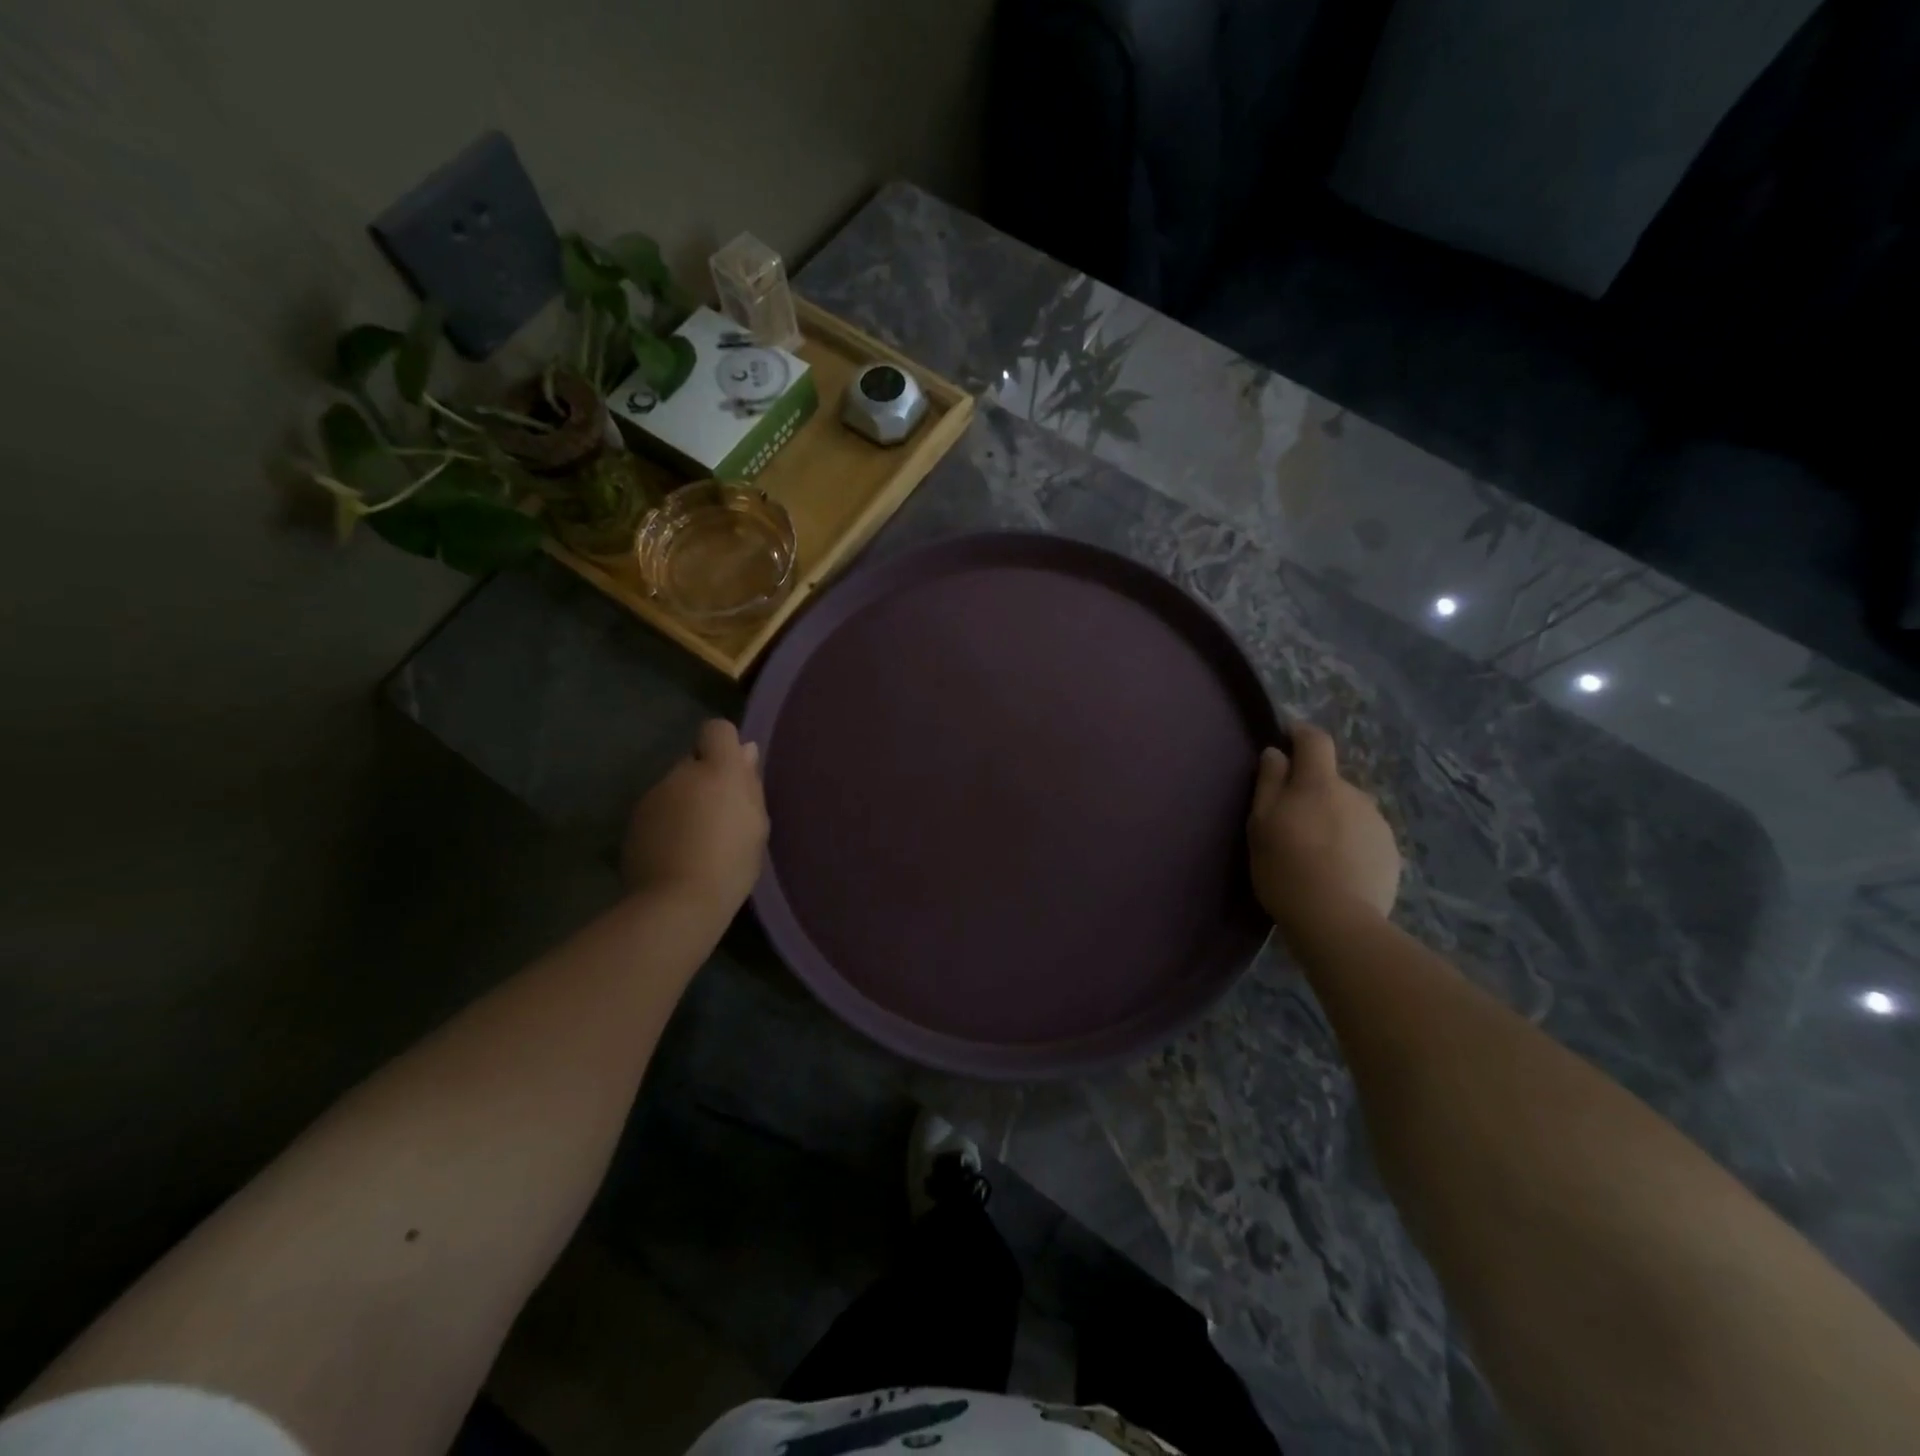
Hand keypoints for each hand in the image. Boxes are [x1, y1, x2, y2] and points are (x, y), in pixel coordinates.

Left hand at [622, 720, 768, 912]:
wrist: (677, 903)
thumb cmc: (731, 862)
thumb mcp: (756, 824)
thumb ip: (750, 783)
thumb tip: (745, 751)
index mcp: (717, 770)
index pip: (717, 730)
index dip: (725, 745)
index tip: (734, 772)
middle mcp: (680, 774)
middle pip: (694, 762)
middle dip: (705, 780)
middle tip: (719, 816)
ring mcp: (652, 797)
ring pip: (674, 788)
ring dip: (684, 803)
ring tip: (696, 841)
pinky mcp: (633, 822)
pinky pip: (657, 812)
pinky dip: (666, 824)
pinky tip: (675, 853)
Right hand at [1248, 722, 1400, 934]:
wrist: (1337, 921)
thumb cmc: (1286, 867)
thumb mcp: (1261, 823)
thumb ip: (1269, 782)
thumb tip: (1276, 752)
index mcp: (1320, 783)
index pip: (1315, 740)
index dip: (1300, 735)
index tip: (1286, 741)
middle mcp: (1356, 794)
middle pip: (1330, 781)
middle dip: (1312, 792)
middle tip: (1291, 822)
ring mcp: (1378, 824)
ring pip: (1348, 810)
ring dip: (1332, 819)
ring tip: (1314, 853)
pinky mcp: (1391, 854)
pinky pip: (1364, 837)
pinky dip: (1349, 844)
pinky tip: (1335, 871)